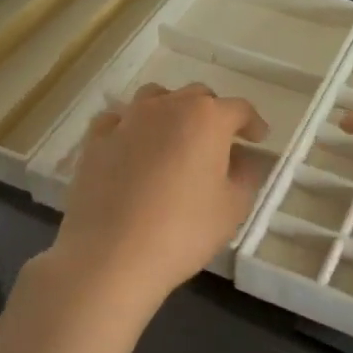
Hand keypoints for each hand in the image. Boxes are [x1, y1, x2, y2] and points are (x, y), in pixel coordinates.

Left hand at [49, 83, 269, 311]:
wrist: (111, 256)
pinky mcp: (95, 140)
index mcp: (206, 118)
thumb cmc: (183, 231)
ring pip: (155, 99)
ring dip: (171, 111)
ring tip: (175, 137)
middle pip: (196, 97)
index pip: (238, 109)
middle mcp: (166, 107)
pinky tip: (132, 147)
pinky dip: (131, 127)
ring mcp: (126, 120)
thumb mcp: (233, 207)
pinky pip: (118, 120)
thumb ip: (245, 174)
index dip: (252, 123)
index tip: (258, 138)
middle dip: (213, 114)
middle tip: (219, 142)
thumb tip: (241, 158)